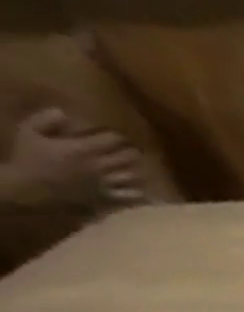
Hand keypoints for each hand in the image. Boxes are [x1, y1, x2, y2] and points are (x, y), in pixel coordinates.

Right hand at [4, 108, 147, 207]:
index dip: (118, 137)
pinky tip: (145, 191)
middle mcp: (100, 166)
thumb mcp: (29, 132)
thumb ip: (45, 120)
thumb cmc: (30, 158)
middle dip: (133, 153)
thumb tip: (63, 113)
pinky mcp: (110, 198)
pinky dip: (141, 193)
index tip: (121, 136)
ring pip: (133, 177)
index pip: (109, 140)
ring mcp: (107, 184)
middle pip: (126, 158)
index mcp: (81, 148)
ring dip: (138, 172)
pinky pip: (132, 197)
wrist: (33, 188)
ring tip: (142, 169)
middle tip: (137, 150)